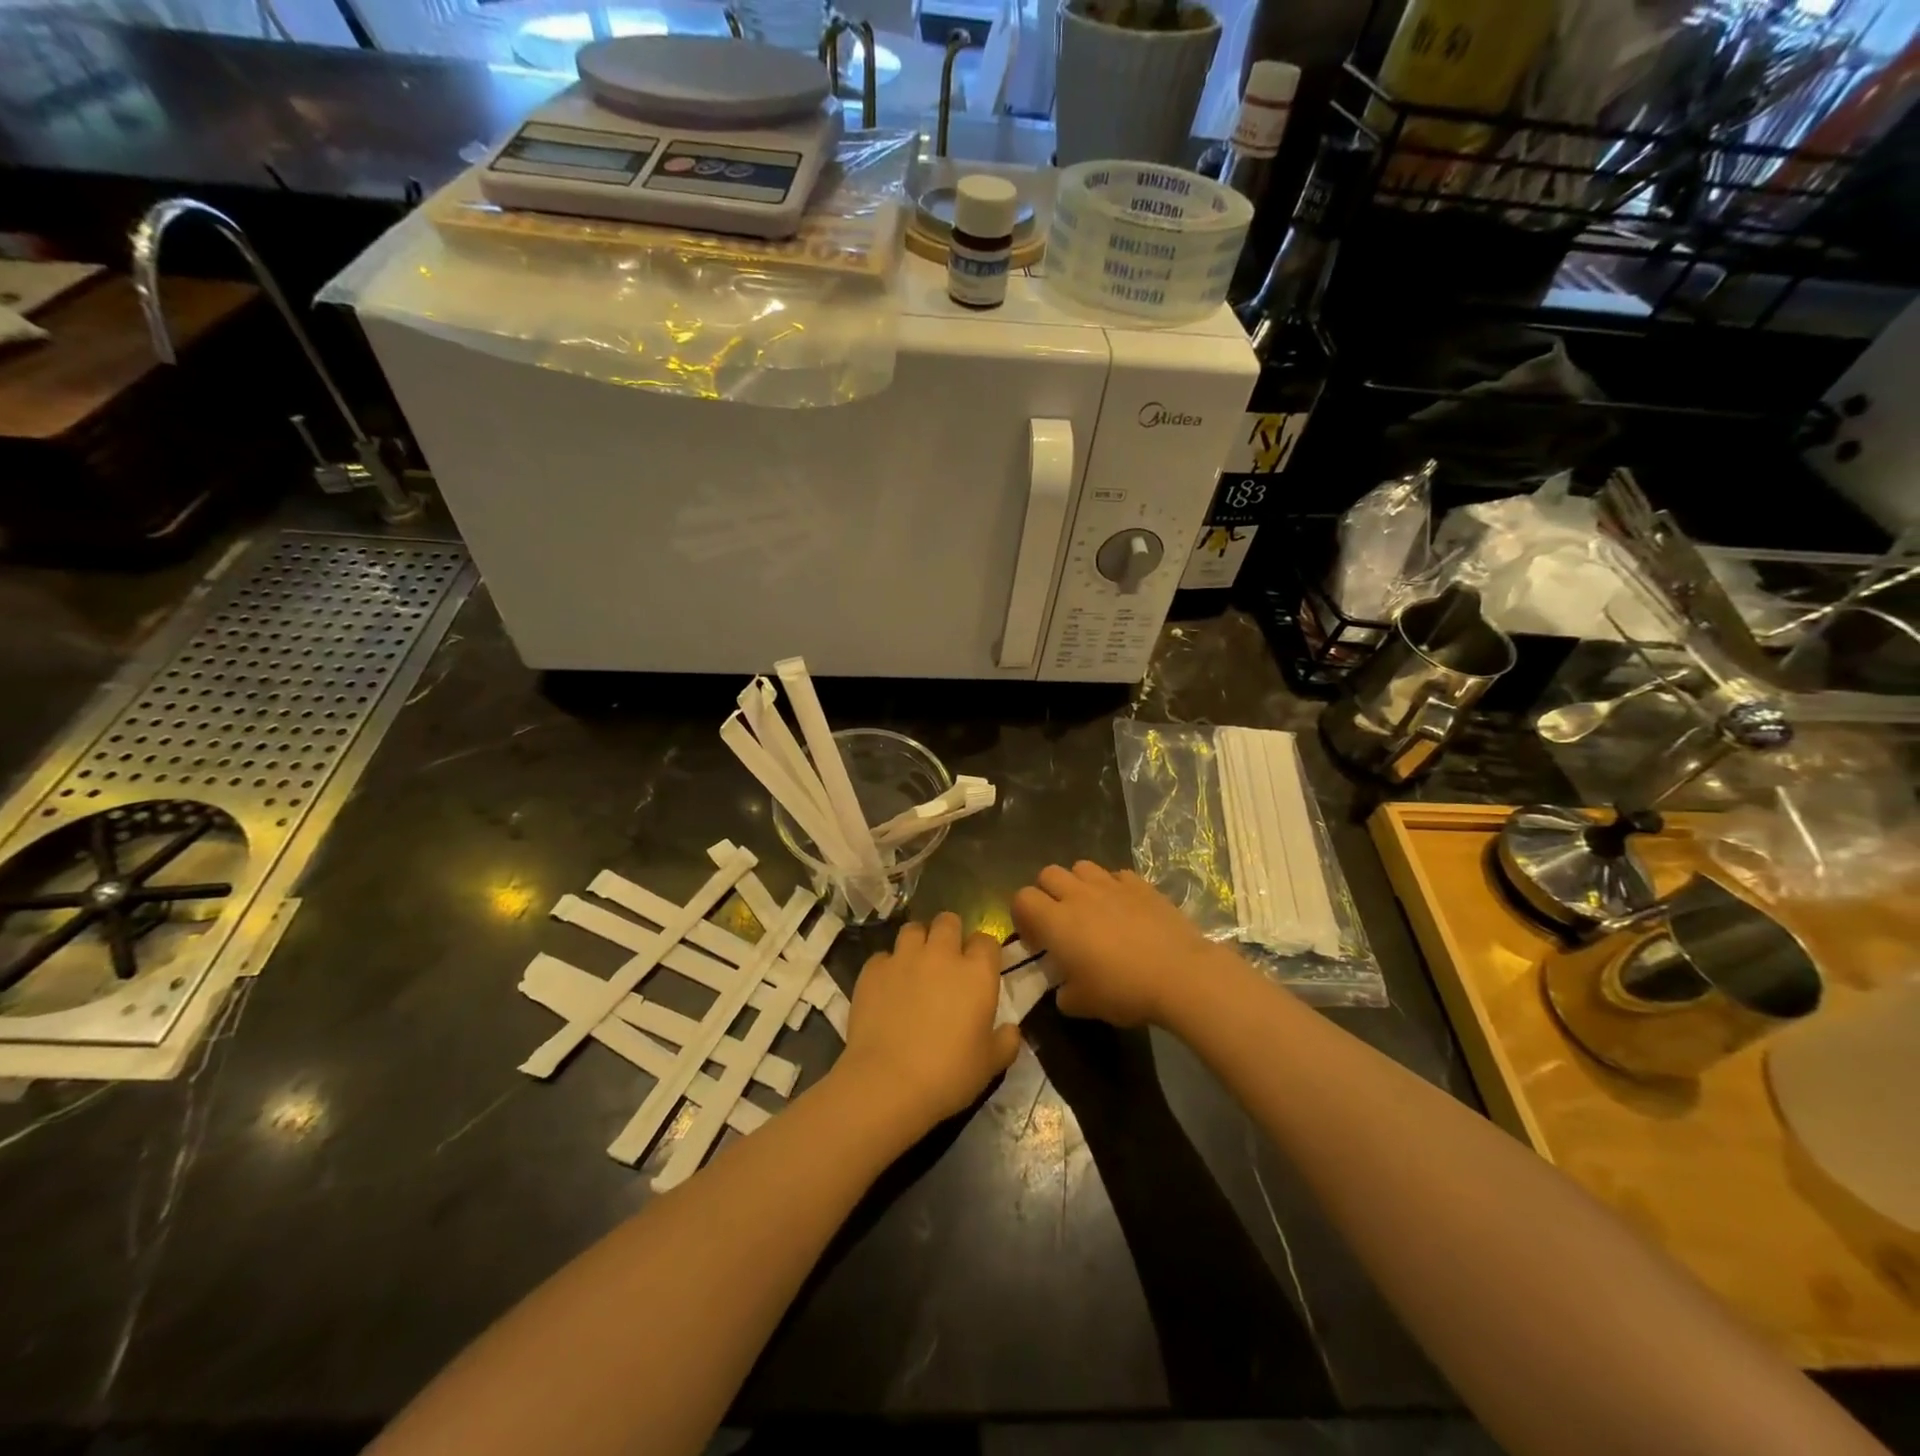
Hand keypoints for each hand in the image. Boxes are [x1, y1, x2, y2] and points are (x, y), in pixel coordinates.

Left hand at [835, 912, 1021, 1133]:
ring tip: (915, 966)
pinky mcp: (873, 970)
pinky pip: (882, 956)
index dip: (984, 952)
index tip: (980, 969)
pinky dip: (887, 967)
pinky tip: (886, 988)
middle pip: (948, 921)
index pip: (987, 940)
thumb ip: (1006, 1041)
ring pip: (913, 929)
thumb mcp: (990, 1065)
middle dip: (950, 934)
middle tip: (947, 961)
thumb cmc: (948, 1075)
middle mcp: (941, 954)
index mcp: (977, 973)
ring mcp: (904, 958)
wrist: (888, 1083)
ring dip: (917, 942)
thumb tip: (1011, 1029)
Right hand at [1011, 861, 1235, 1026]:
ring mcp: (1111, 885)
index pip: (1022, 899)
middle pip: (1048, 874)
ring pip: (1081, 867)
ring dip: (1078, 884)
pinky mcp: (1140, 884)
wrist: (1180, 974)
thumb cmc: (1123, 990)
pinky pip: (1116, 875)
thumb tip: (1064, 988)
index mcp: (1056, 922)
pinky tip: (1123, 908)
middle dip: (1047, 893)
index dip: (1022, 915)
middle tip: (1059, 920)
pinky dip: (1113, 887)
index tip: (1035, 938)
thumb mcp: (1083, 1004)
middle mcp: (1078, 895)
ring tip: (1090, 908)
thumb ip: (1064, 992)